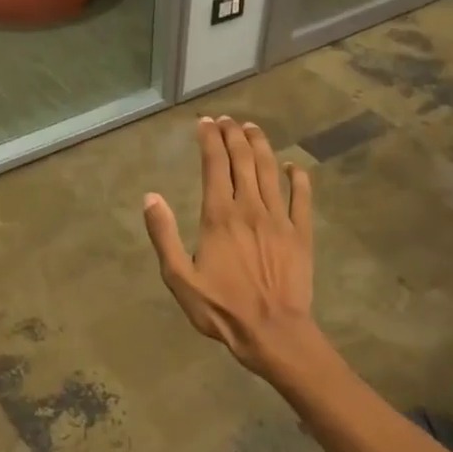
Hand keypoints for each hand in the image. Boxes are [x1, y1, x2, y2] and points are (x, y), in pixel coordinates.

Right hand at [143, 116, 318, 377]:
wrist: (272, 332)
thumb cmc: (220, 308)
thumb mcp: (179, 277)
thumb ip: (164, 235)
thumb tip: (150, 197)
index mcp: (219, 216)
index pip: (214, 165)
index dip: (209, 140)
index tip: (205, 122)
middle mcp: (250, 208)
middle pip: (243, 160)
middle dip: (233, 135)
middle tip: (227, 119)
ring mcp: (279, 219)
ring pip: (270, 171)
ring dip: (261, 145)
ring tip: (252, 128)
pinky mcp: (301, 234)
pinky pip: (302, 198)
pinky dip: (299, 178)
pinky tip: (294, 166)